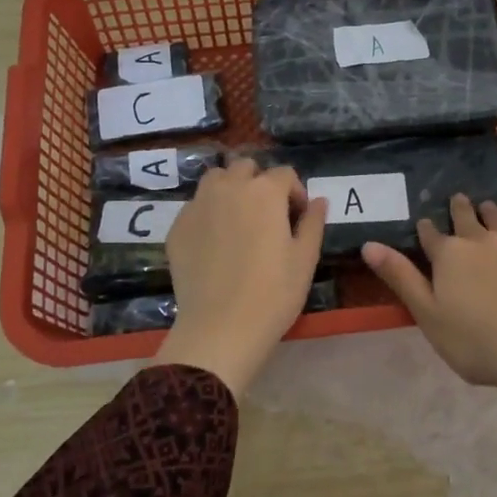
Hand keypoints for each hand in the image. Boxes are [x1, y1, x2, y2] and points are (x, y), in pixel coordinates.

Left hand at [156, 158, 327, 397]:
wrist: (220, 328)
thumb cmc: (273, 294)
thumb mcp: (305, 259)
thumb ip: (312, 223)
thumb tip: (318, 201)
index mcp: (264, 192)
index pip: (285, 174)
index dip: (295, 193)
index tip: (298, 217)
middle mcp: (228, 188)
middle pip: (246, 167)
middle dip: (260, 183)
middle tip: (267, 215)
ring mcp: (198, 205)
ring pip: (215, 179)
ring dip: (230, 189)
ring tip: (238, 219)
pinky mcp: (177, 227)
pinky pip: (195, 206)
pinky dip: (208, 213)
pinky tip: (215, 243)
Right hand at [363, 195, 496, 460]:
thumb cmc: (476, 341)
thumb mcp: (427, 314)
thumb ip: (400, 277)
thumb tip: (369, 244)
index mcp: (450, 254)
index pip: (431, 235)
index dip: (427, 230)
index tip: (425, 224)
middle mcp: (485, 240)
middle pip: (469, 218)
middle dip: (461, 209)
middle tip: (459, 200)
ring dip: (494, 214)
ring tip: (489, 207)